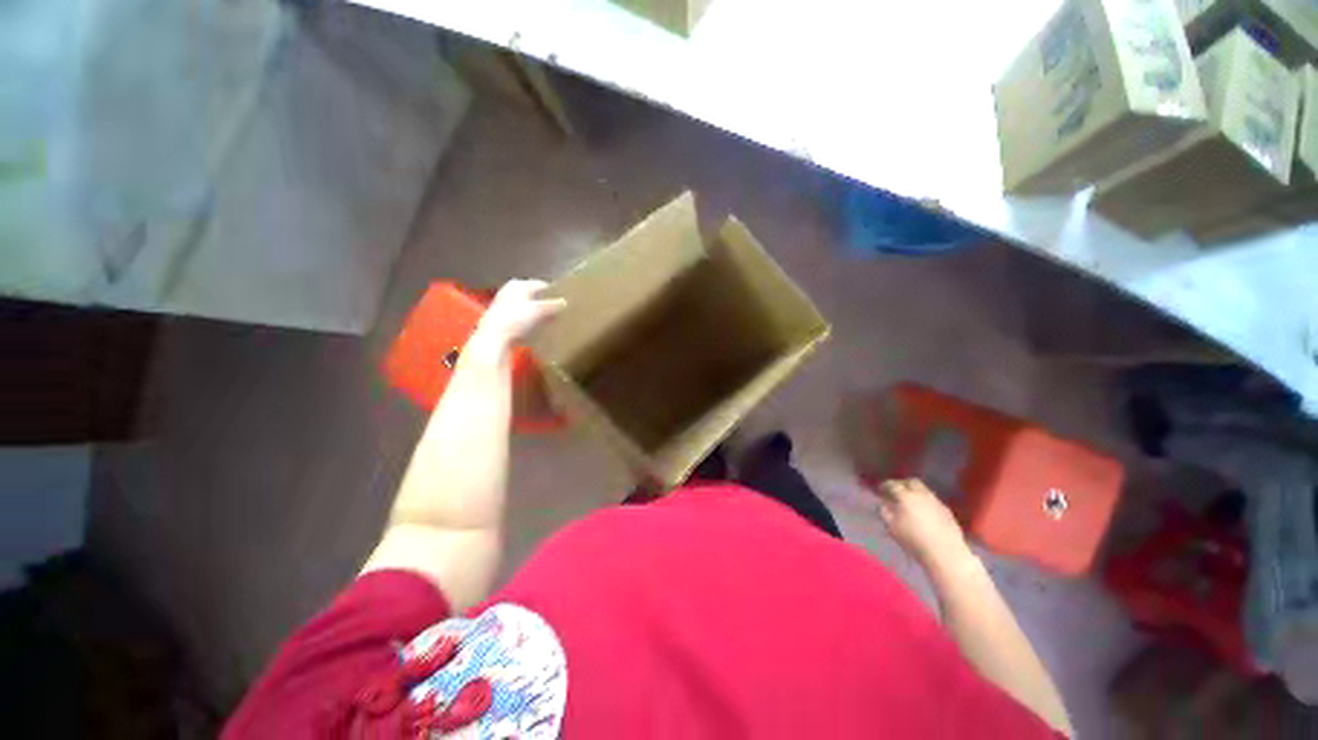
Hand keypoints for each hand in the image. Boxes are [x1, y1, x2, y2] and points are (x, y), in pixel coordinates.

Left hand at [473, 279, 565, 349]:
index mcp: (518, 285)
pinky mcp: (501, 320)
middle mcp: (509, 291)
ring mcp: (503, 305)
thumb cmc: (516, 319)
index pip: (541, 285)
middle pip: (532, 296)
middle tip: (558, 311)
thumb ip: (553, 305)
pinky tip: (535, 330)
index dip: (553, 292)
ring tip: (549, 321)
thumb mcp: (539, 310)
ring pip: (526, 307)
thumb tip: (565, 302)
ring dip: (537, 314)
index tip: (564, 300)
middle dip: (544, 303)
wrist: (494, 338)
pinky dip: (528, 322)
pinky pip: (520, 318)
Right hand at [876, 478, 970, 567]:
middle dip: (903, 484)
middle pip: (911, 482)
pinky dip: (926, 502)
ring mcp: (937, 502)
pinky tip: (925, 512)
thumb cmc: (914, 539)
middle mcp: (922, 494)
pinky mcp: (947, 511)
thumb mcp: (892, 527)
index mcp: (906, 496)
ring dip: (916, 492)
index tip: (881, 490)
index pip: (893, 484)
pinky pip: (934, 501)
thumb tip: (883, 504)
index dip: (885, 486)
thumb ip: (885, 512)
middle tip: (897, 491)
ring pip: (924, 490)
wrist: (945, 552)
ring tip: (911, 502)